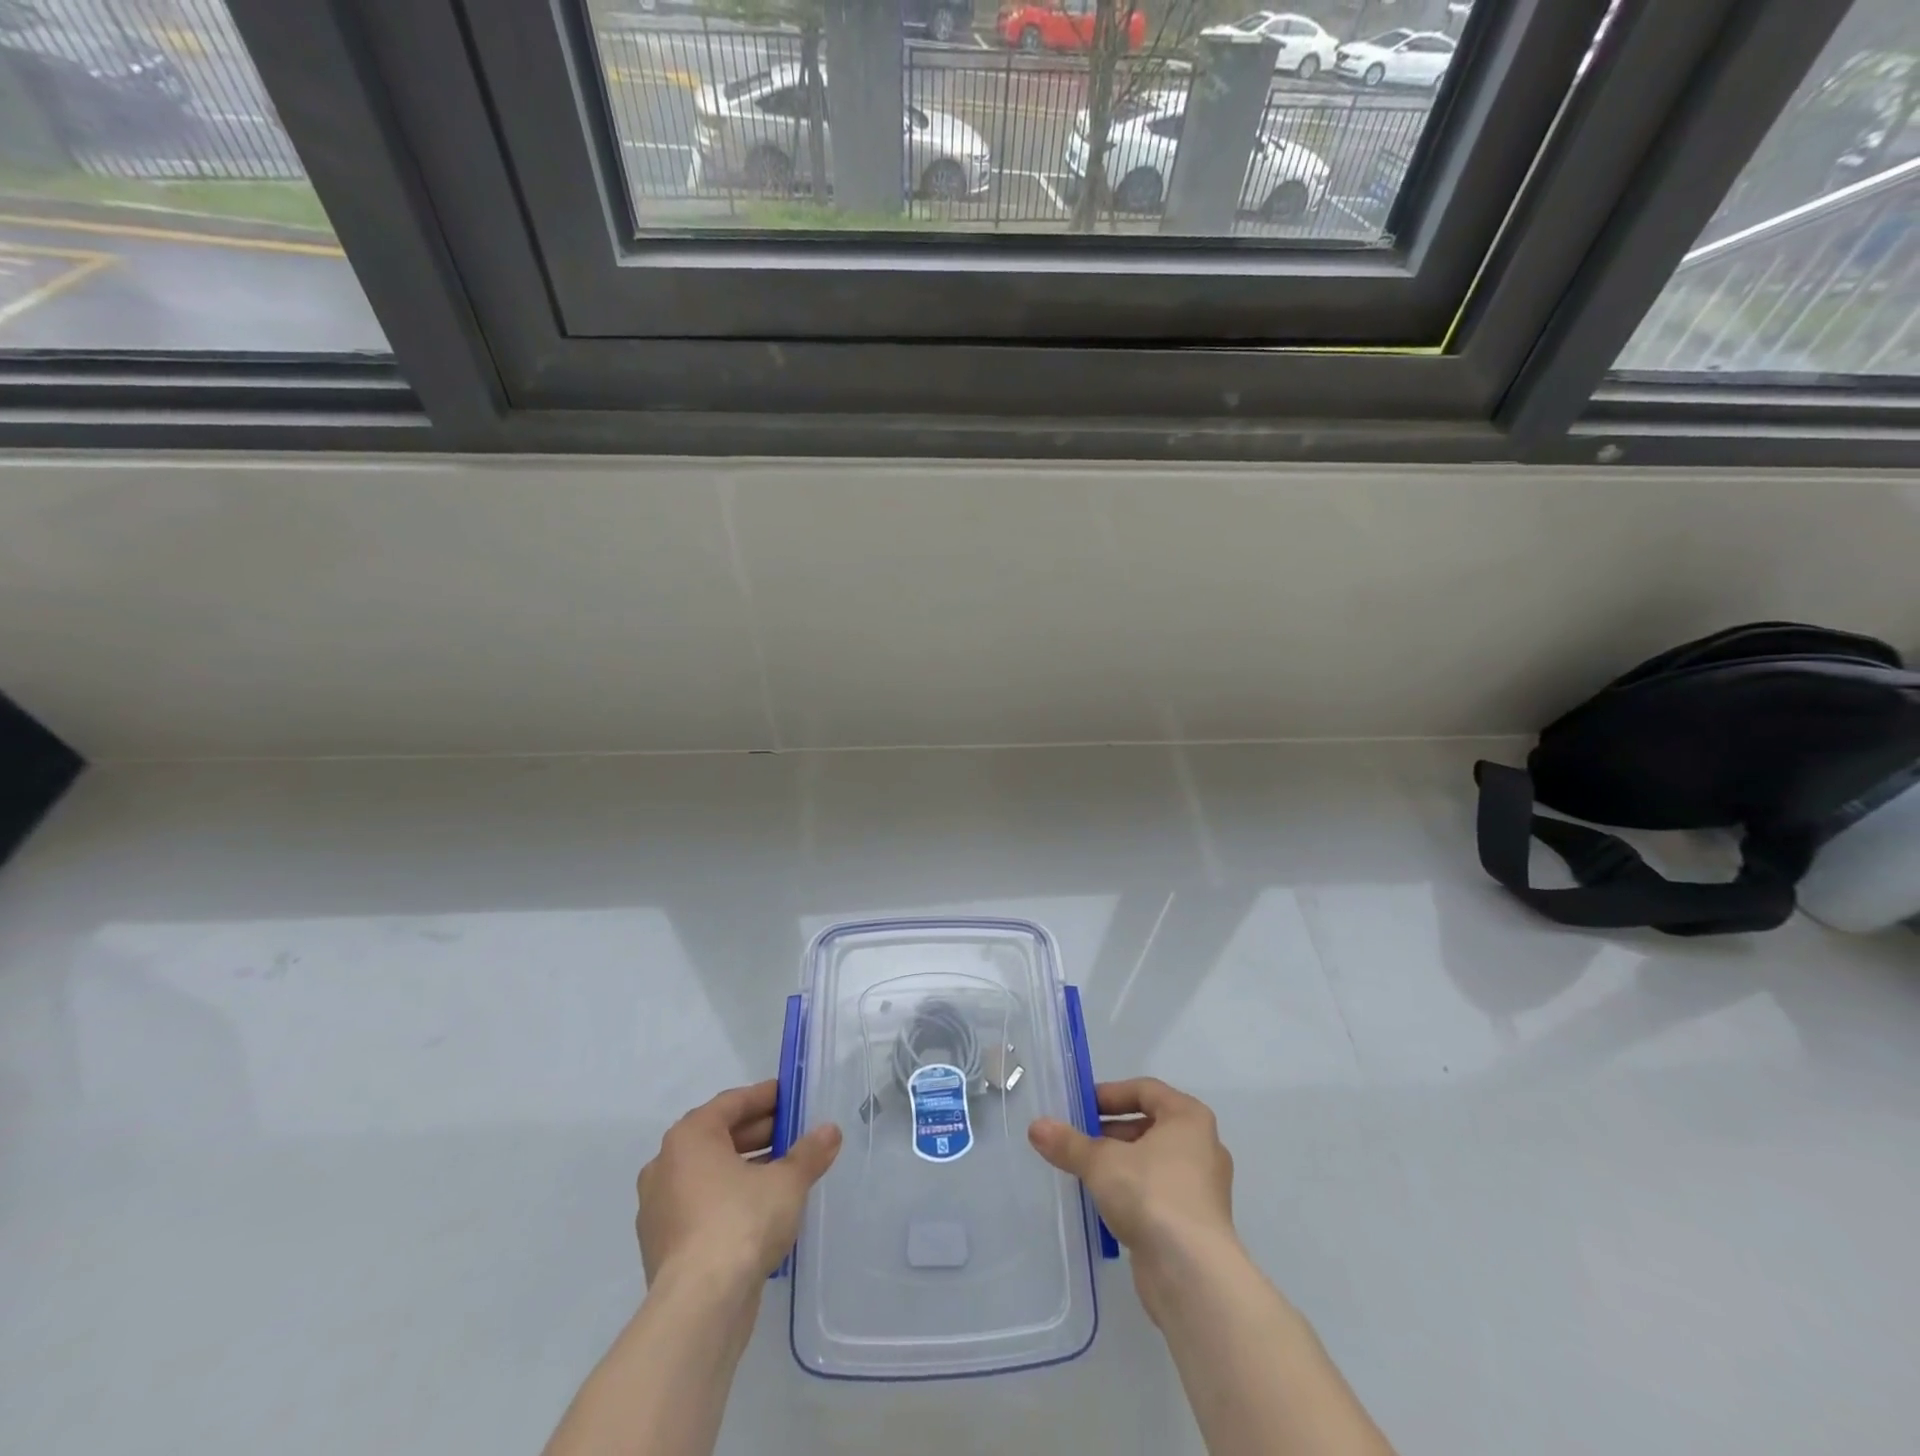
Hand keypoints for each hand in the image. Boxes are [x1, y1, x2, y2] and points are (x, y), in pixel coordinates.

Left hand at [636, 1080, 841, 1288]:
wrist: (699, 1308)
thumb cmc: (741, 1222)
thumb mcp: (787, 1182)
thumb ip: (808, 1153)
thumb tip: (830, 1132)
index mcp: (689, 1137)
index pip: (731, 1103)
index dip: (764, 1097)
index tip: (789, 1096)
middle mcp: (666, 1166)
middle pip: (718, 1137)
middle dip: (757, 1134)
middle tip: (793, 1133)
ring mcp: (659, 1209)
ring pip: (709, 1174)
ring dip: (744, 1169)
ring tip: (783, 1173)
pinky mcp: (663, 1246)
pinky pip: (701, 1207)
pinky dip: (728, 1200)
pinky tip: (760, 1211)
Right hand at [1029, 1078, 1236, 1318]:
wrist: (1193, 1275)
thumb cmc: (1151, 1195)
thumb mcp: (1101, 1163)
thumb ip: (1069, 1143)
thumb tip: (1036, 1127)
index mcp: (1188, 1118)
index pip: (1145, 1090)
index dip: (1110, 1094)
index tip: (1080, 1107)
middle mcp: (1202, 1146)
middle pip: (1148, 1125)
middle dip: (1110, 1131)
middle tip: (1077, 1140)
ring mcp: (1202, 1187)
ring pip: (1153, 1161)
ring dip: (1119, 1163)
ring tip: (1085, 1172)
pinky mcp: (1197, 1223)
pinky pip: (1159, 1192)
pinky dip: (1133, 1192)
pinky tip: (1106, 1204)